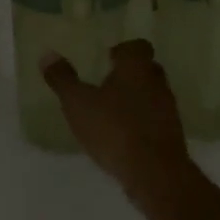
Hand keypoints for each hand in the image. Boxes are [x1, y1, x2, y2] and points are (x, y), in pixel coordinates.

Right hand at [40, 39, 196, 204]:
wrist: (154, 172)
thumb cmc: (114, 128)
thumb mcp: (78, 103)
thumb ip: (63, 79)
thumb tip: (47, 54)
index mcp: (136, 67)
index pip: (137, 46)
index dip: (123, 50)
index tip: (108, 59)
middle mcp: (157, 82)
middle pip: (147, 69)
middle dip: (129, 74)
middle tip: (106, 84)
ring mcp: (168, 109)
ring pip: (152, 95)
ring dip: (136, 100)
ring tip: (112, 113)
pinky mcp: (172, 135)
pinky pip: (155, 120)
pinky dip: (142, 123)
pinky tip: (124, 137)